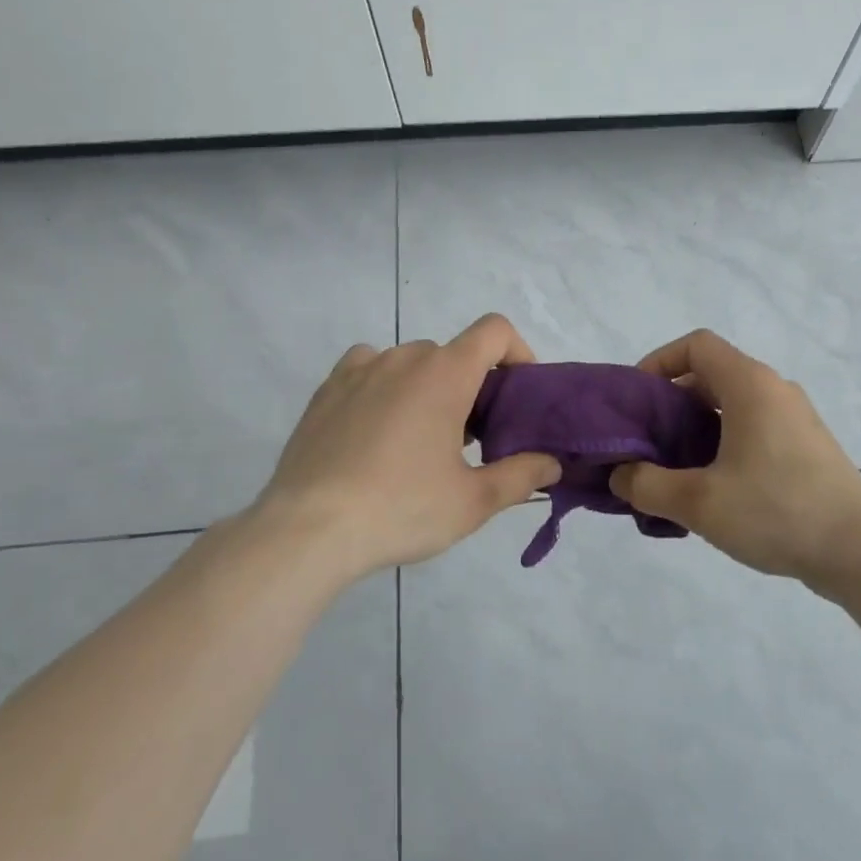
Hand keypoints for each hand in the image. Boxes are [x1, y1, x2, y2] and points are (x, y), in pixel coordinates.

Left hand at [249, 314, 561, 579]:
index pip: (494, 331)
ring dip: (427, 387)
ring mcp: (359, 370)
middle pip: (453, 354)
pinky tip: (378, 428)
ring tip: (420, 438)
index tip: (518, 394)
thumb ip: (521, 476)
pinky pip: (368, 369)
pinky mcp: (326, 390)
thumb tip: (552, 464)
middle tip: (472, 437)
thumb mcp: (473, 502)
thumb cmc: (401, 509)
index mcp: (445, 374)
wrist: (308, 530)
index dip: (517, 352)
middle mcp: (403, 358)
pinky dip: (385, 386)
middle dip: (471, 385)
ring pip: (410, 363)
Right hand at [609, 329, 860, 584]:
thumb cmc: (777, 511)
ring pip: (732, 406)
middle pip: (711, 375)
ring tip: (673, 470)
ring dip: (696, 428)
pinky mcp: (805, 447)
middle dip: (671, 403)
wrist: (860, 550)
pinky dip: (723, 444)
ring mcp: (794, 418)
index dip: (659, 362)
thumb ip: (648, 485)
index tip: (638, 401)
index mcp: (750, 385)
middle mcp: (774, 390)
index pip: (696, 345)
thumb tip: (621, 476)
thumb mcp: (699, 503)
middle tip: (646, 441)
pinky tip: (712, 489)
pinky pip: (753, 429)